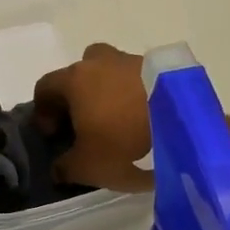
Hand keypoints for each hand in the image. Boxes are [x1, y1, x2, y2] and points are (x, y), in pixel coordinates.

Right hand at [33, 43, 154, 192]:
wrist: (186, 130)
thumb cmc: (124, 145)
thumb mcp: (87, 167)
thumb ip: (65, 167)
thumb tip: (58, 167)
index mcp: (76, 79)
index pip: (45, 86)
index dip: (43, 111)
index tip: (54, 134)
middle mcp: (102, 62)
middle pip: (80, 71)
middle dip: (78, 93)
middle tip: (86, 121)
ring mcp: (135, 62)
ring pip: (112, 72)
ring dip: (109, 92)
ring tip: (120, 123)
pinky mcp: (165, 70)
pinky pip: (140, 81)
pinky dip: (136, 96)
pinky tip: (144, 120)